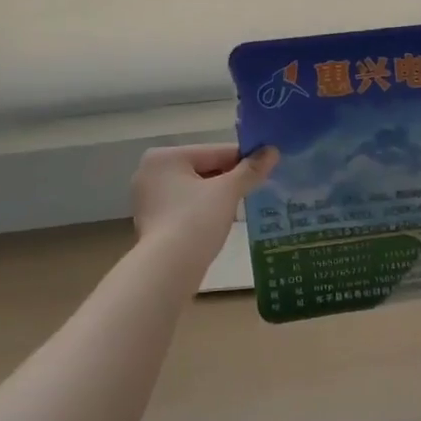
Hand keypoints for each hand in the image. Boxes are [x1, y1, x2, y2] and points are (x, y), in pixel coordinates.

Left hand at [130, 143, 277, 254]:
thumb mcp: (228, 192)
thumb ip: (250, 170)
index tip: (268, 165)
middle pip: (203, 169)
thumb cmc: (196, 221)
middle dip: (230, 178)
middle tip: (258, 186)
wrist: (168, 270)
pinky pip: (186, 207)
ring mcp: (148, 199)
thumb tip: (273, 151)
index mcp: (164, 157)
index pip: (214, 151)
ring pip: (195, 189)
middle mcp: (150, 173)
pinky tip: (222, 219)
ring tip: (244, 203)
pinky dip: (204, 210)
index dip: (244, 158)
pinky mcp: (152, 222)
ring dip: (219, 195)